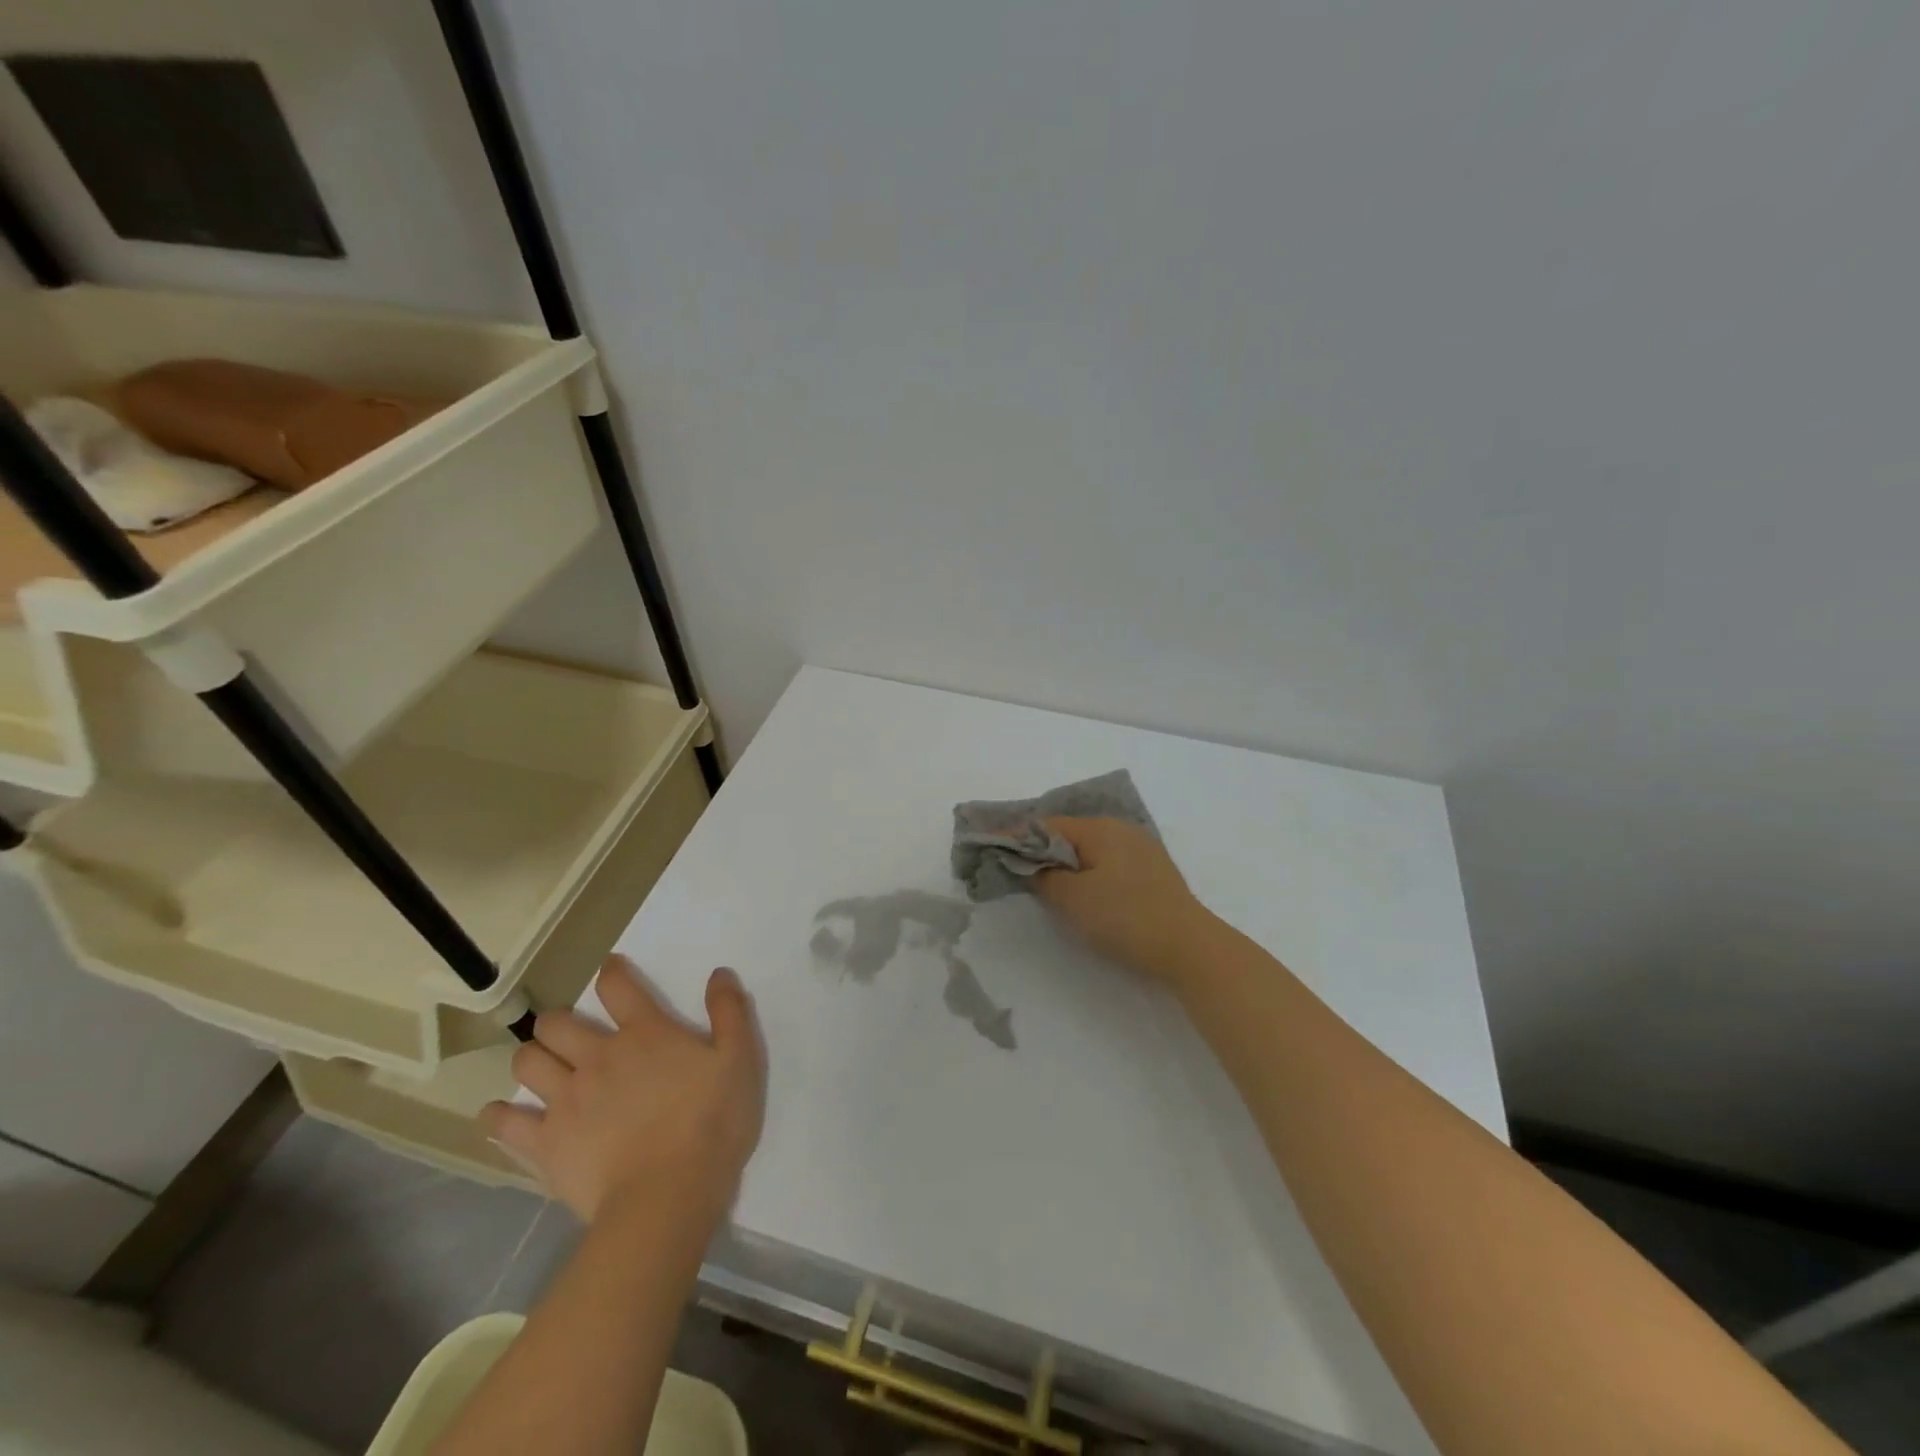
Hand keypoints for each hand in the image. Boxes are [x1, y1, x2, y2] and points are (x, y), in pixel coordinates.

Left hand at [482, 957, 765, 1224]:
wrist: (668, 1195)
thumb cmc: (712, 1123)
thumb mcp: (740, 1059)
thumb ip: (730, 1012)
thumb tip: (718, 973)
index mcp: (645, 1033)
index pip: (618, 987)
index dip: (612, 971)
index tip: (611, 969)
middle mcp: (599, 1056)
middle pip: (558, 1022)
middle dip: (559, 1020)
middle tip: (572, 1033)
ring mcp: (566, 1099)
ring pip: (528, 1062)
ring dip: (533, 1057)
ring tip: (544, 1067)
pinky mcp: (546, 1143)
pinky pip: (506, 1123)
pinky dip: (499, 1116)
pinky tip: (502, 1115)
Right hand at [1033, 817, 1211, 985]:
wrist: (1189, 948)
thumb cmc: (1124, 917)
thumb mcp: (1071, 899)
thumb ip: (1042, 876)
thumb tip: (1029, 864)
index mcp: (1100, 828)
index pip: (1046, 825)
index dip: (1017, 838)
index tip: (992, 852)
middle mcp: (1121, 829)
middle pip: (1069, 835)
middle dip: (1041, 851)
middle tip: (1016, 872)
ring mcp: (1142, 850)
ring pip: (1091, 850)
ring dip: (1066, 864)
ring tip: (1045, 885)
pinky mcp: (1153, 873)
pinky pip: (1109, 864)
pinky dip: (1088, 874)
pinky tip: (1084, 894)